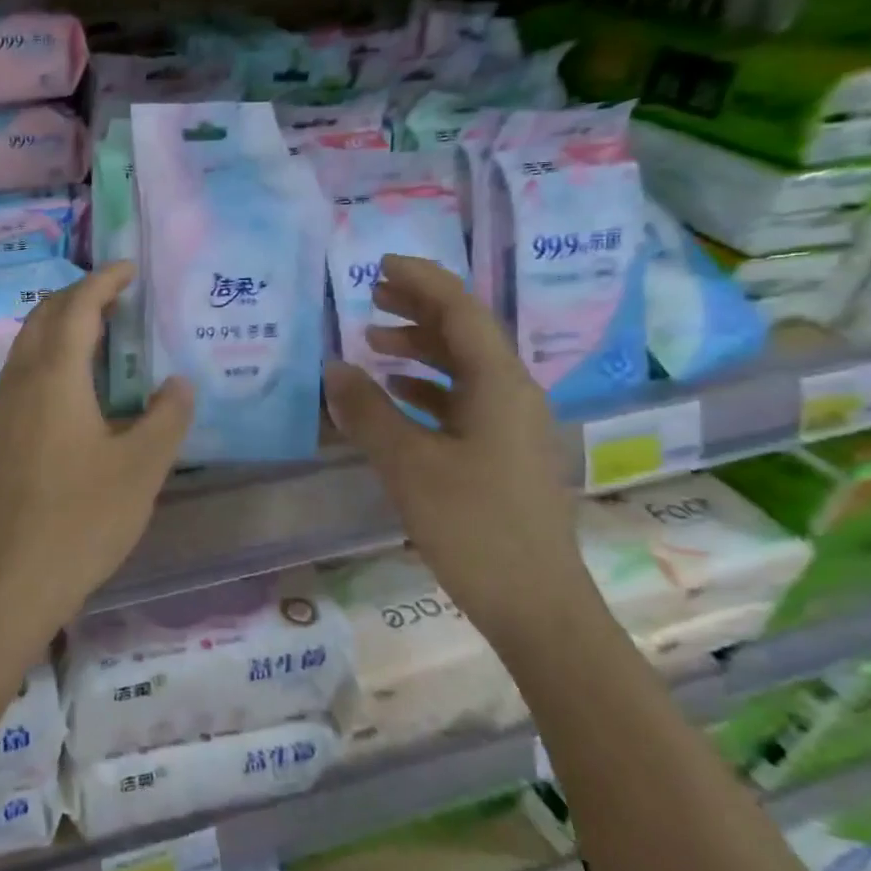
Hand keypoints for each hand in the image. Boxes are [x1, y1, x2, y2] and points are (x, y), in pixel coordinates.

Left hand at [0, 262, 193, 633]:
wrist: (14, 577)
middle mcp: (22, 381)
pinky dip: (49, 354)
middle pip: (45, 317)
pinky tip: (75, 384)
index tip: (129, 268)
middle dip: (79, 296)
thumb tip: (177, 384)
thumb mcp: (142, 468)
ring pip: (28, 343)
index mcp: (55, 378)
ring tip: (101, 333)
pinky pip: (22, 371)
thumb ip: (167, 418)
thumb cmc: (83, 518)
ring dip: (61, 324)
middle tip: (118, 297)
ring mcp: (3, 407)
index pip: (77, 308)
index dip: (104, 281)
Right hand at [323, 256, 598, 648]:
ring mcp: (512, 425)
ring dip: (420, 349)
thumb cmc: (474, 527)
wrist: (537, 605)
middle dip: (418, 309)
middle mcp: (513, 394)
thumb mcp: (409, 465)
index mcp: (499, 385)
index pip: (461, 311)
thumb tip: (334, 368)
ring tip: (373, 343)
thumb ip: (368, 411)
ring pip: (464, 368)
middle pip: (465, 333)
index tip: (380, 265)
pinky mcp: (504, 453)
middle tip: (371, 295)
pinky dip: (427, 386)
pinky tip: (397, 395)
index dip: (422, 281)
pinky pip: (464, 400)